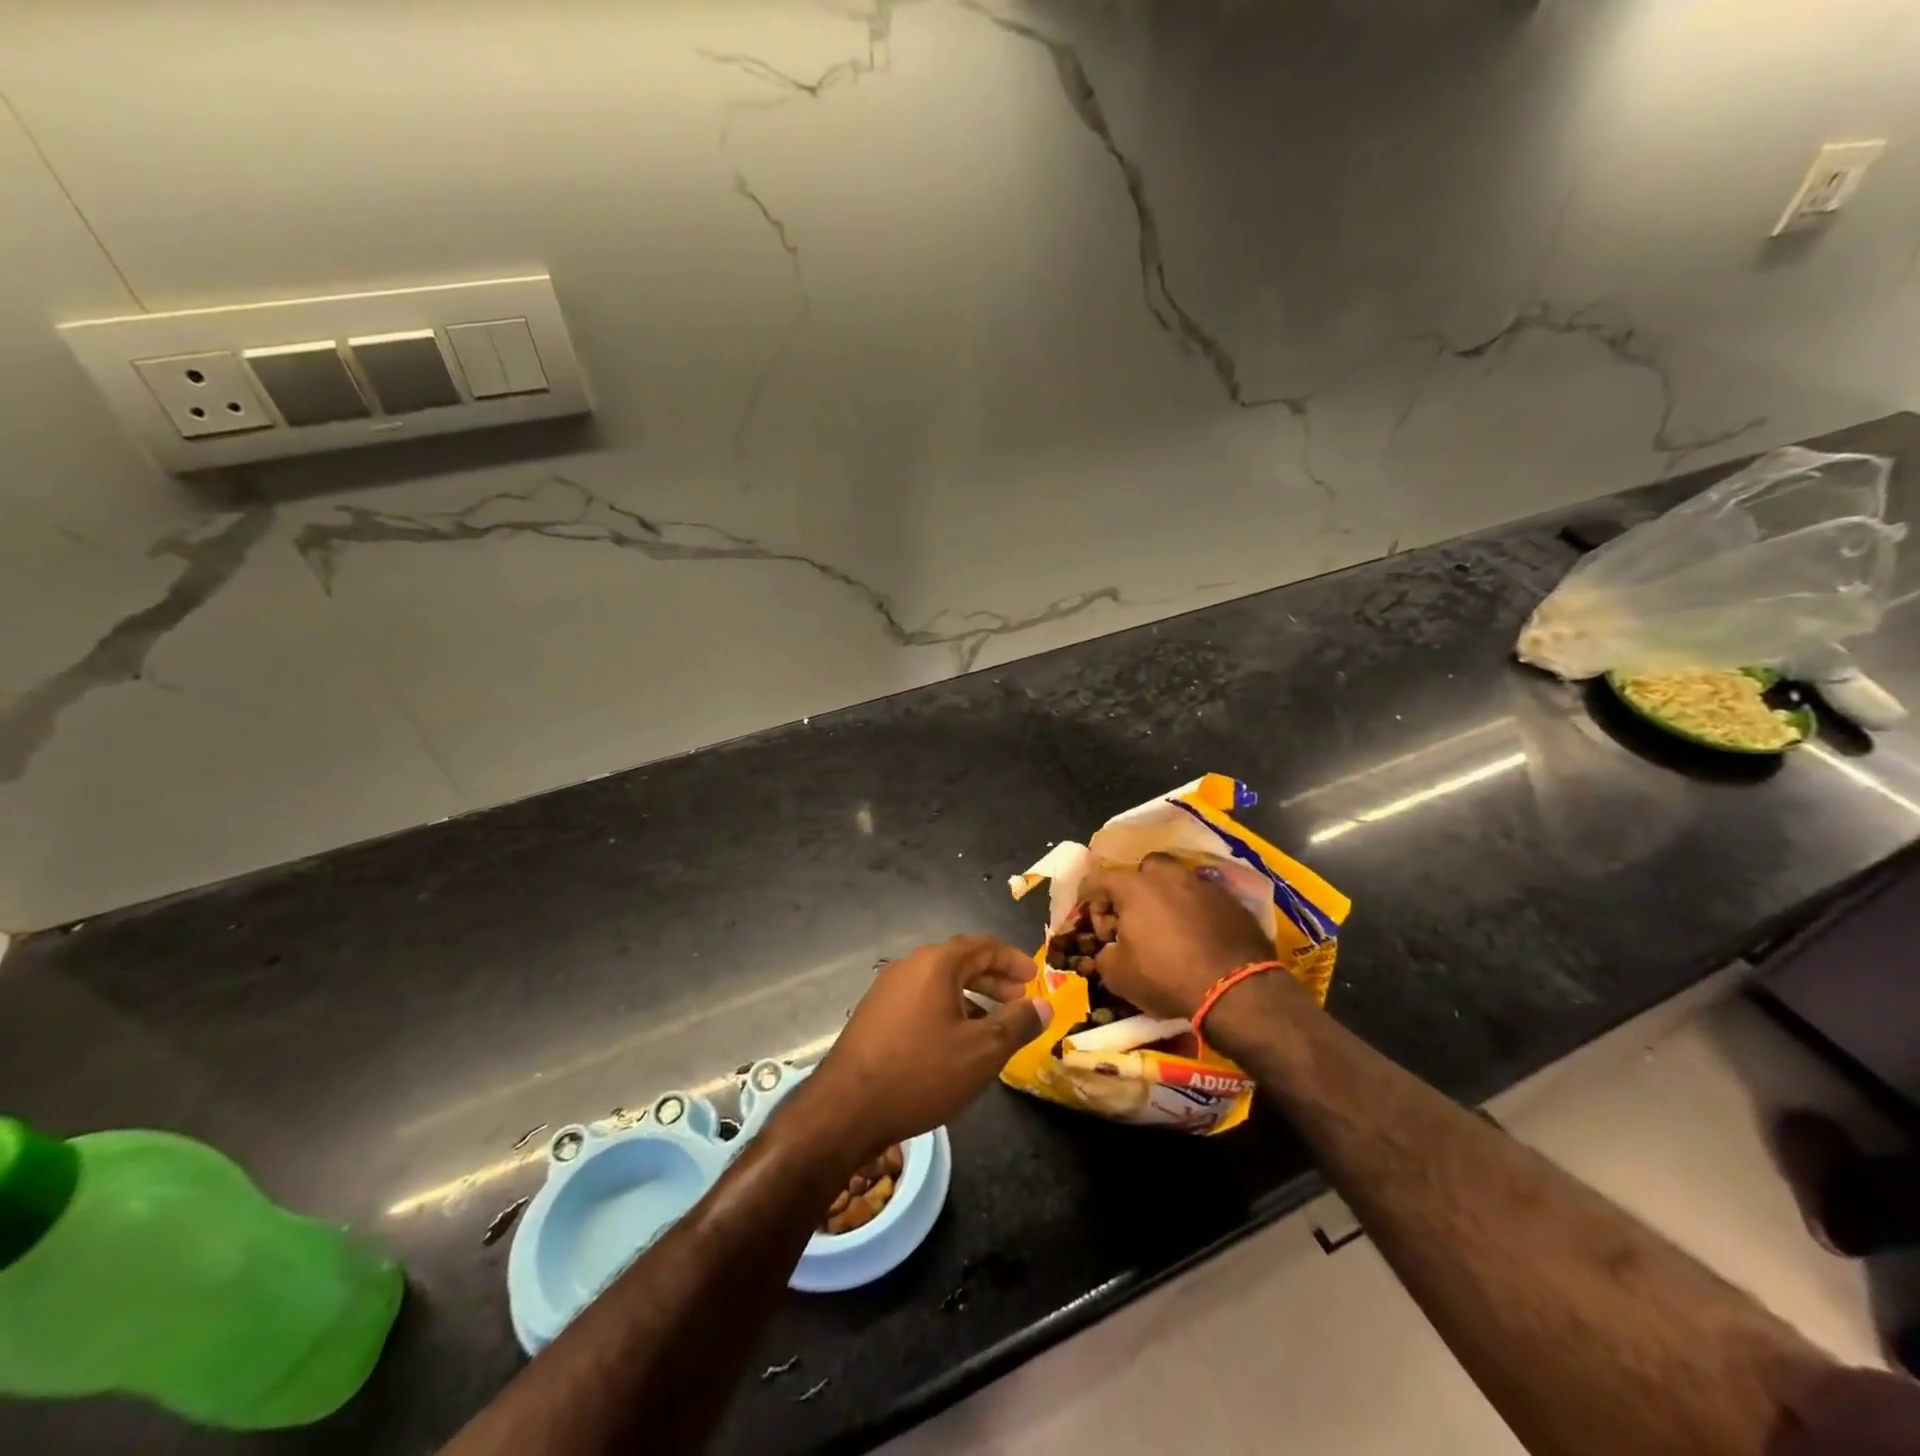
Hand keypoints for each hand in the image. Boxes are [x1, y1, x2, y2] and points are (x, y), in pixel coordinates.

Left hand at [798, 936, 1050, 1158]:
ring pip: (939, 983)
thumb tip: (1043, 1005)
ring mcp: (887, 990)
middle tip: (1020, 1001)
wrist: (846, 1109)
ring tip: (994, 1025)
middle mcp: (909, 966)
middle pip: (960, 962)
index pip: (982, 946)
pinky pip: (921, 1000)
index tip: (1034, 977)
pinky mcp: (874, 1015)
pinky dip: (947, 1010)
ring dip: (971, 997)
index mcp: (935, 964)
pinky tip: (956, 1043)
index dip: (1012, 960)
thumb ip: (1017, 1024)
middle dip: (993, 979)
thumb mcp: (981, 1052)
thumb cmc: (921, 1073)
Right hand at [1081, 854, 1280, 1019]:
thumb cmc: (1166, 976)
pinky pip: (1204, 899)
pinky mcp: (1232, 902)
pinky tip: (1197, 937)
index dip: (1088, 901)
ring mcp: (1204, 886)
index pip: (1098, 880)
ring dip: (1167, 899)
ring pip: (1178, 881)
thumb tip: (1109, 949)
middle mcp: (1169, 876)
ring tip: (1168, 927)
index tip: (1093, 925)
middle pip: (1144, 869)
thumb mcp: (1117, 975)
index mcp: (1135, 887)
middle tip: (1133, 918)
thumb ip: (1104, 954)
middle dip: (1134, 889)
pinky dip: (1195, 912)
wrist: (1235, 989)